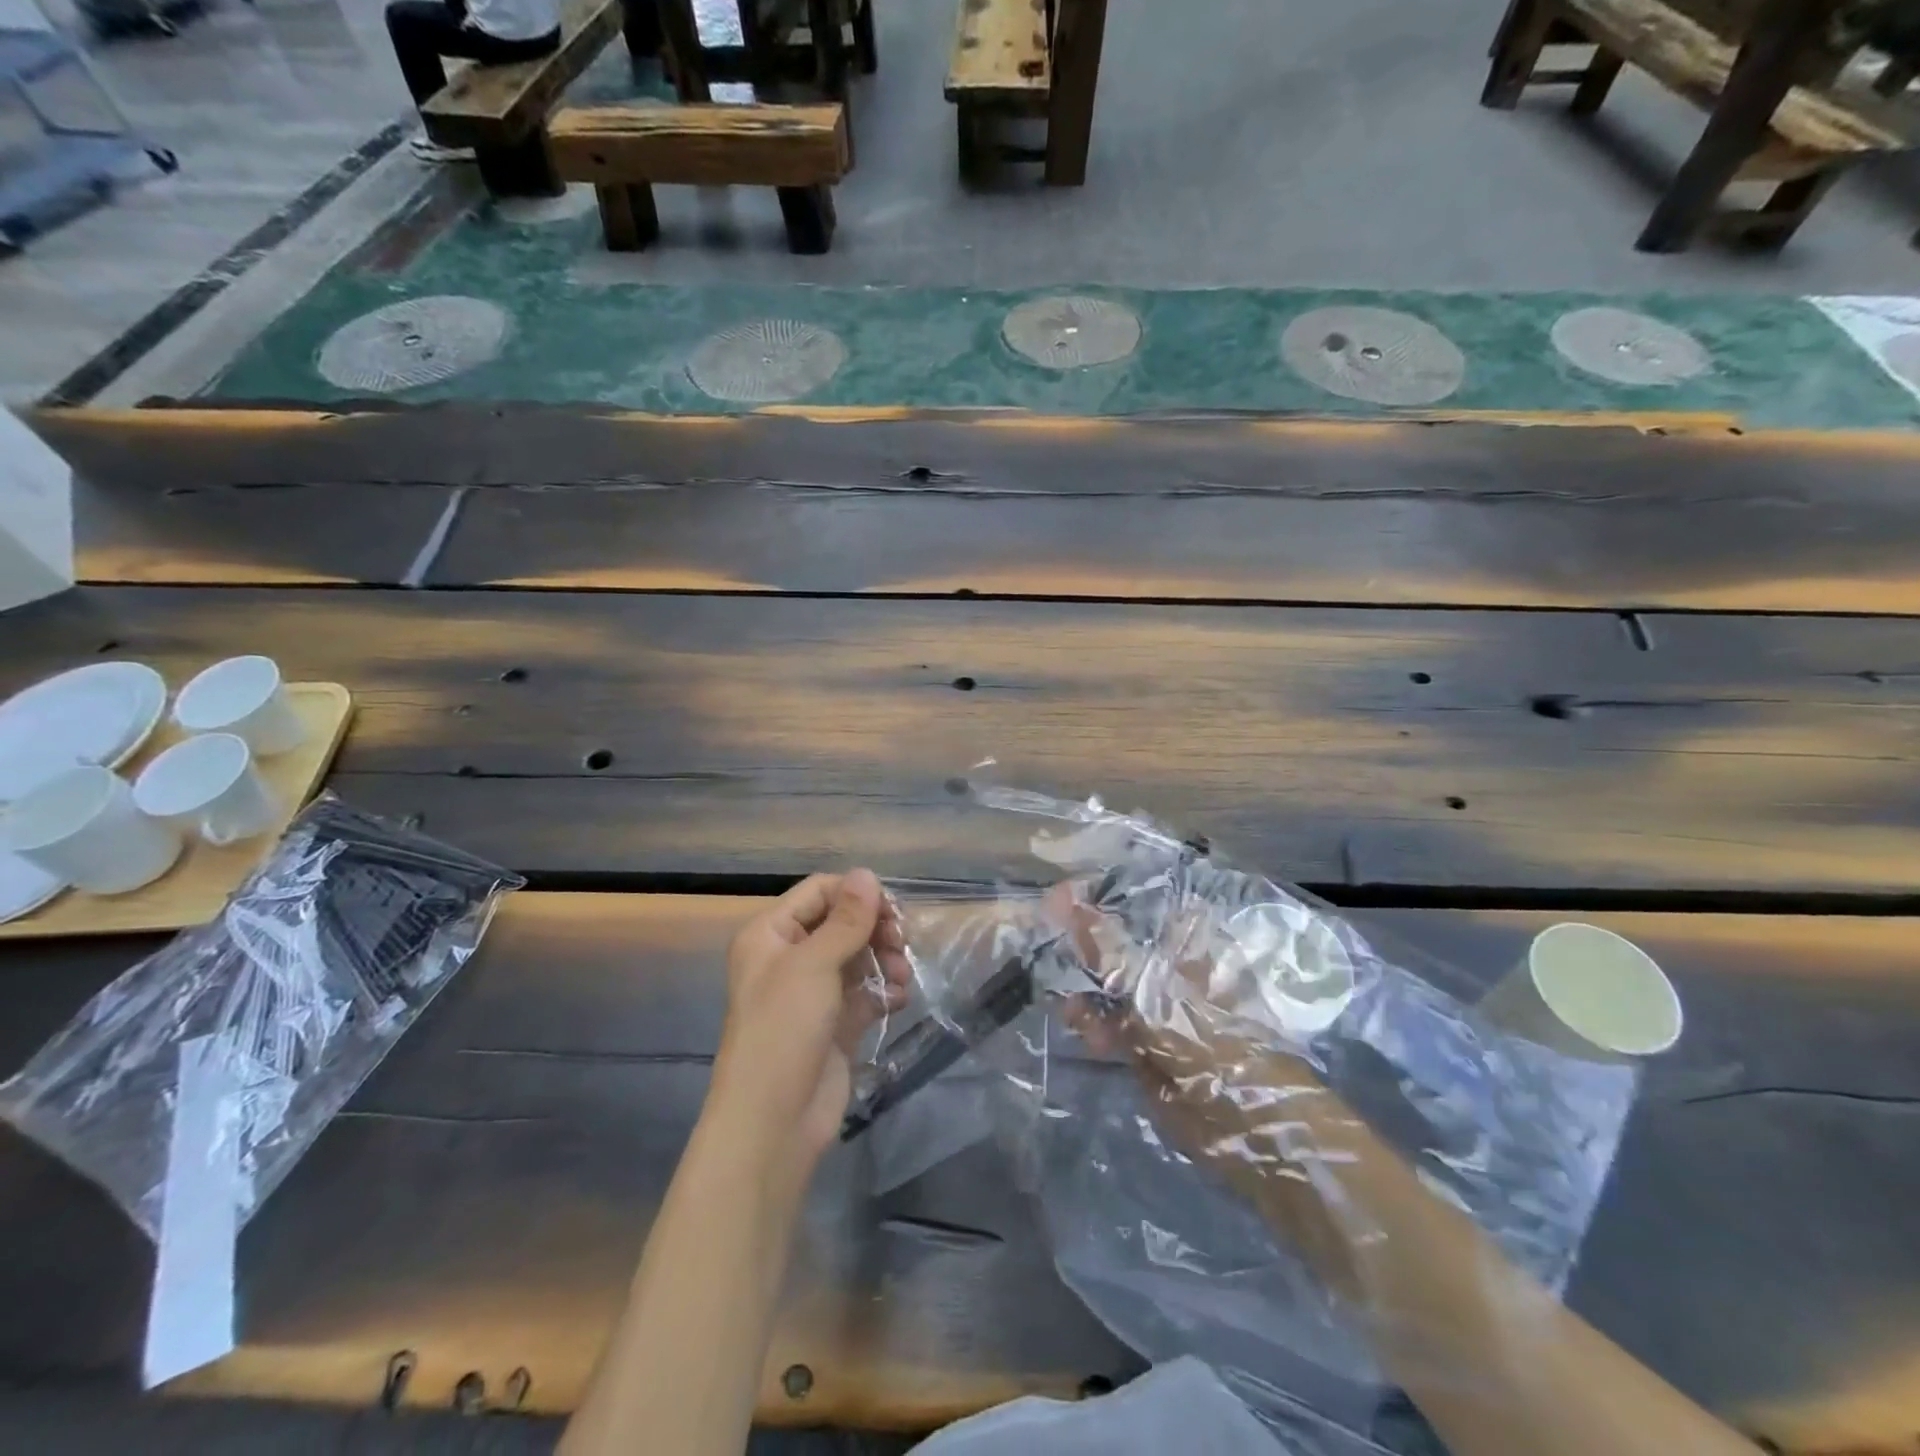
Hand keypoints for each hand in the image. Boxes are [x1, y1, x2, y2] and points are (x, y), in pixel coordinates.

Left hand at [708, 869, 910, 1175]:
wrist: (773, 1123)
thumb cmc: (783, 1030)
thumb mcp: (814, 965)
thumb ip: (846, 919)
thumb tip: (867, 874)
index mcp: (770, 934)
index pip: (819, 892)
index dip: (856, 894)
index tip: (891, 910)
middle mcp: (789, 957)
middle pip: (842, 923)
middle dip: (875, 929)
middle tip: (900, 943)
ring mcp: (813, 992)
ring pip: (858, 957)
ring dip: (885, 960)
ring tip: (902, 976)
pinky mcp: (834, 1024)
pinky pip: (865, 992)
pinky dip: (884, 990)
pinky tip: (900, 999)